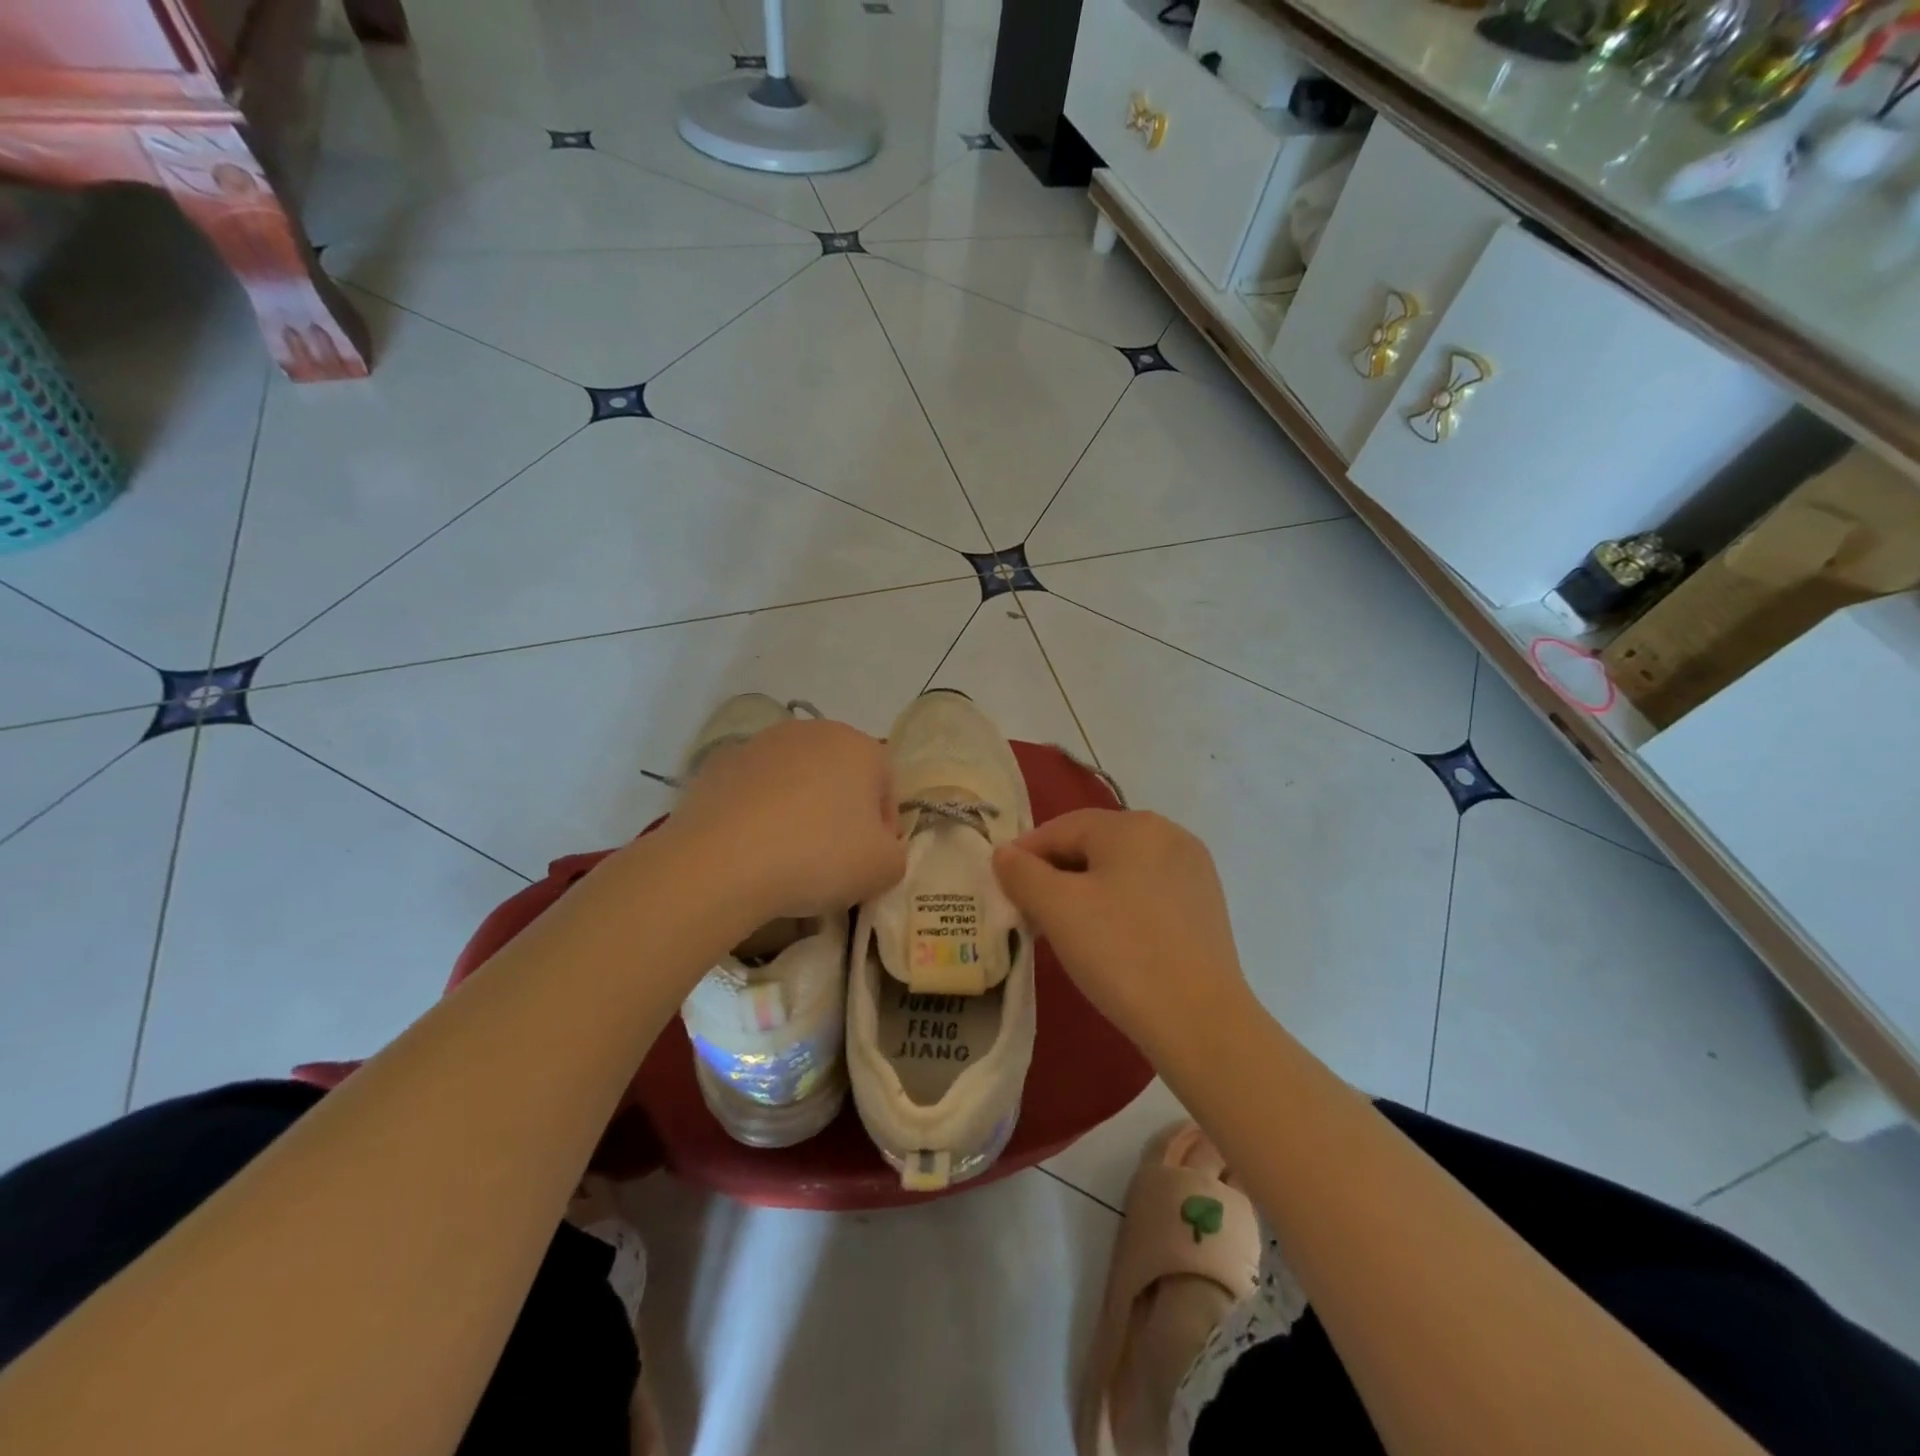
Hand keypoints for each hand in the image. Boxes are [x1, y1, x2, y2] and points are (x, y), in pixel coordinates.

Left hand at [667, 718, 905, 920]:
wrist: (722, 862)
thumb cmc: (819, 856)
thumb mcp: (882, 869)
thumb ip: (895, 855)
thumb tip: (879, 850)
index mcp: (859, 746)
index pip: (886, 787)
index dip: (884, 829)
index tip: (870, 862)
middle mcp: (812, 731)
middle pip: (840, 776)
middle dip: (841, 813)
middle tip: (832, 859)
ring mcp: (761, 744)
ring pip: (795, 780)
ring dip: (799, 810)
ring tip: (787, 856)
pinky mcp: (719, 764)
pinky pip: (754, 792)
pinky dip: (758, 813)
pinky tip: (751, 849)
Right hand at [992, 809, 1255, 1059]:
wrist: (1200, 1021)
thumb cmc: (1121, 952)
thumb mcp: (1057, 909)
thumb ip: (1022, 873)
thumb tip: (1004, 853)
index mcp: (1134, 825)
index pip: (1063, 828)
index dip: (1026, 854)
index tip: (1003, 887)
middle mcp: (1169, 834)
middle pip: (1095, 845)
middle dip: (1056, 874)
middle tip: (1030, 911)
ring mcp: (1193, 870)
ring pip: (1121, 870)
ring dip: (1086, 891)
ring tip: (1064, 928)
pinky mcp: (1206, 905)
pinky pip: (1148, 892)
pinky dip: (1120, 905)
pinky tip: (1109, 939)